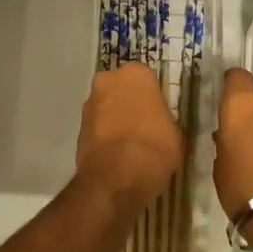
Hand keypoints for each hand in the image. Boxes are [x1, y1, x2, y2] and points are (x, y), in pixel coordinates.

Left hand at [76, 64, 182, 209]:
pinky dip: (104, 135)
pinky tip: (116, 153)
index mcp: (135, 74)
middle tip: (144, 125)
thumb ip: (163, 117)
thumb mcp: (175, 131)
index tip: (158, 113)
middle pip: (121, 89)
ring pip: (106, 107)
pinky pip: (97, 127)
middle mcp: (108, 80)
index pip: (147, 79)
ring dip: (115, 118)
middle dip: (129, 103)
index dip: (153, 97)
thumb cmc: (155, 147)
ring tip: (129, 143)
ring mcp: (89, 103)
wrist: (116, 177)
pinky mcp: (78, 127)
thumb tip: (157, 122)